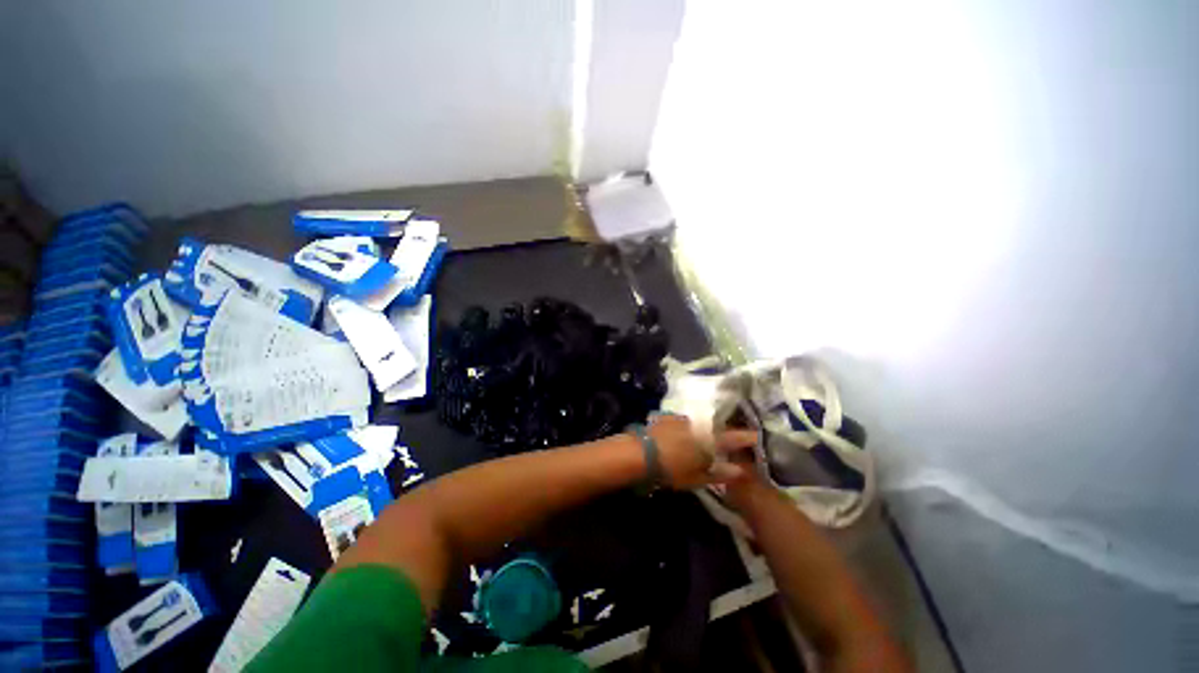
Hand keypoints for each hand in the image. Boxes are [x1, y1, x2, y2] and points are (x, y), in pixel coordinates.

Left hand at [648, 414, 760, 489]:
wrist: (640, 452)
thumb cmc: (671, 469)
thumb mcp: (697, 477)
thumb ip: (719, 474)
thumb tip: (739, 471)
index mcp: (709, 440)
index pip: (734, 437)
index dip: (747, 437)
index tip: (757, 436)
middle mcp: (699, 425)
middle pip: (718, 426)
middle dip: (727, 431)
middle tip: (732, 439)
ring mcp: (684, 419)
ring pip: (702, 423)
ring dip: (708, 428)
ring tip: (709, 437)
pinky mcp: (670, 417)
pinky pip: (687, 421)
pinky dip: (692, 427)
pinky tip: (687, 434)